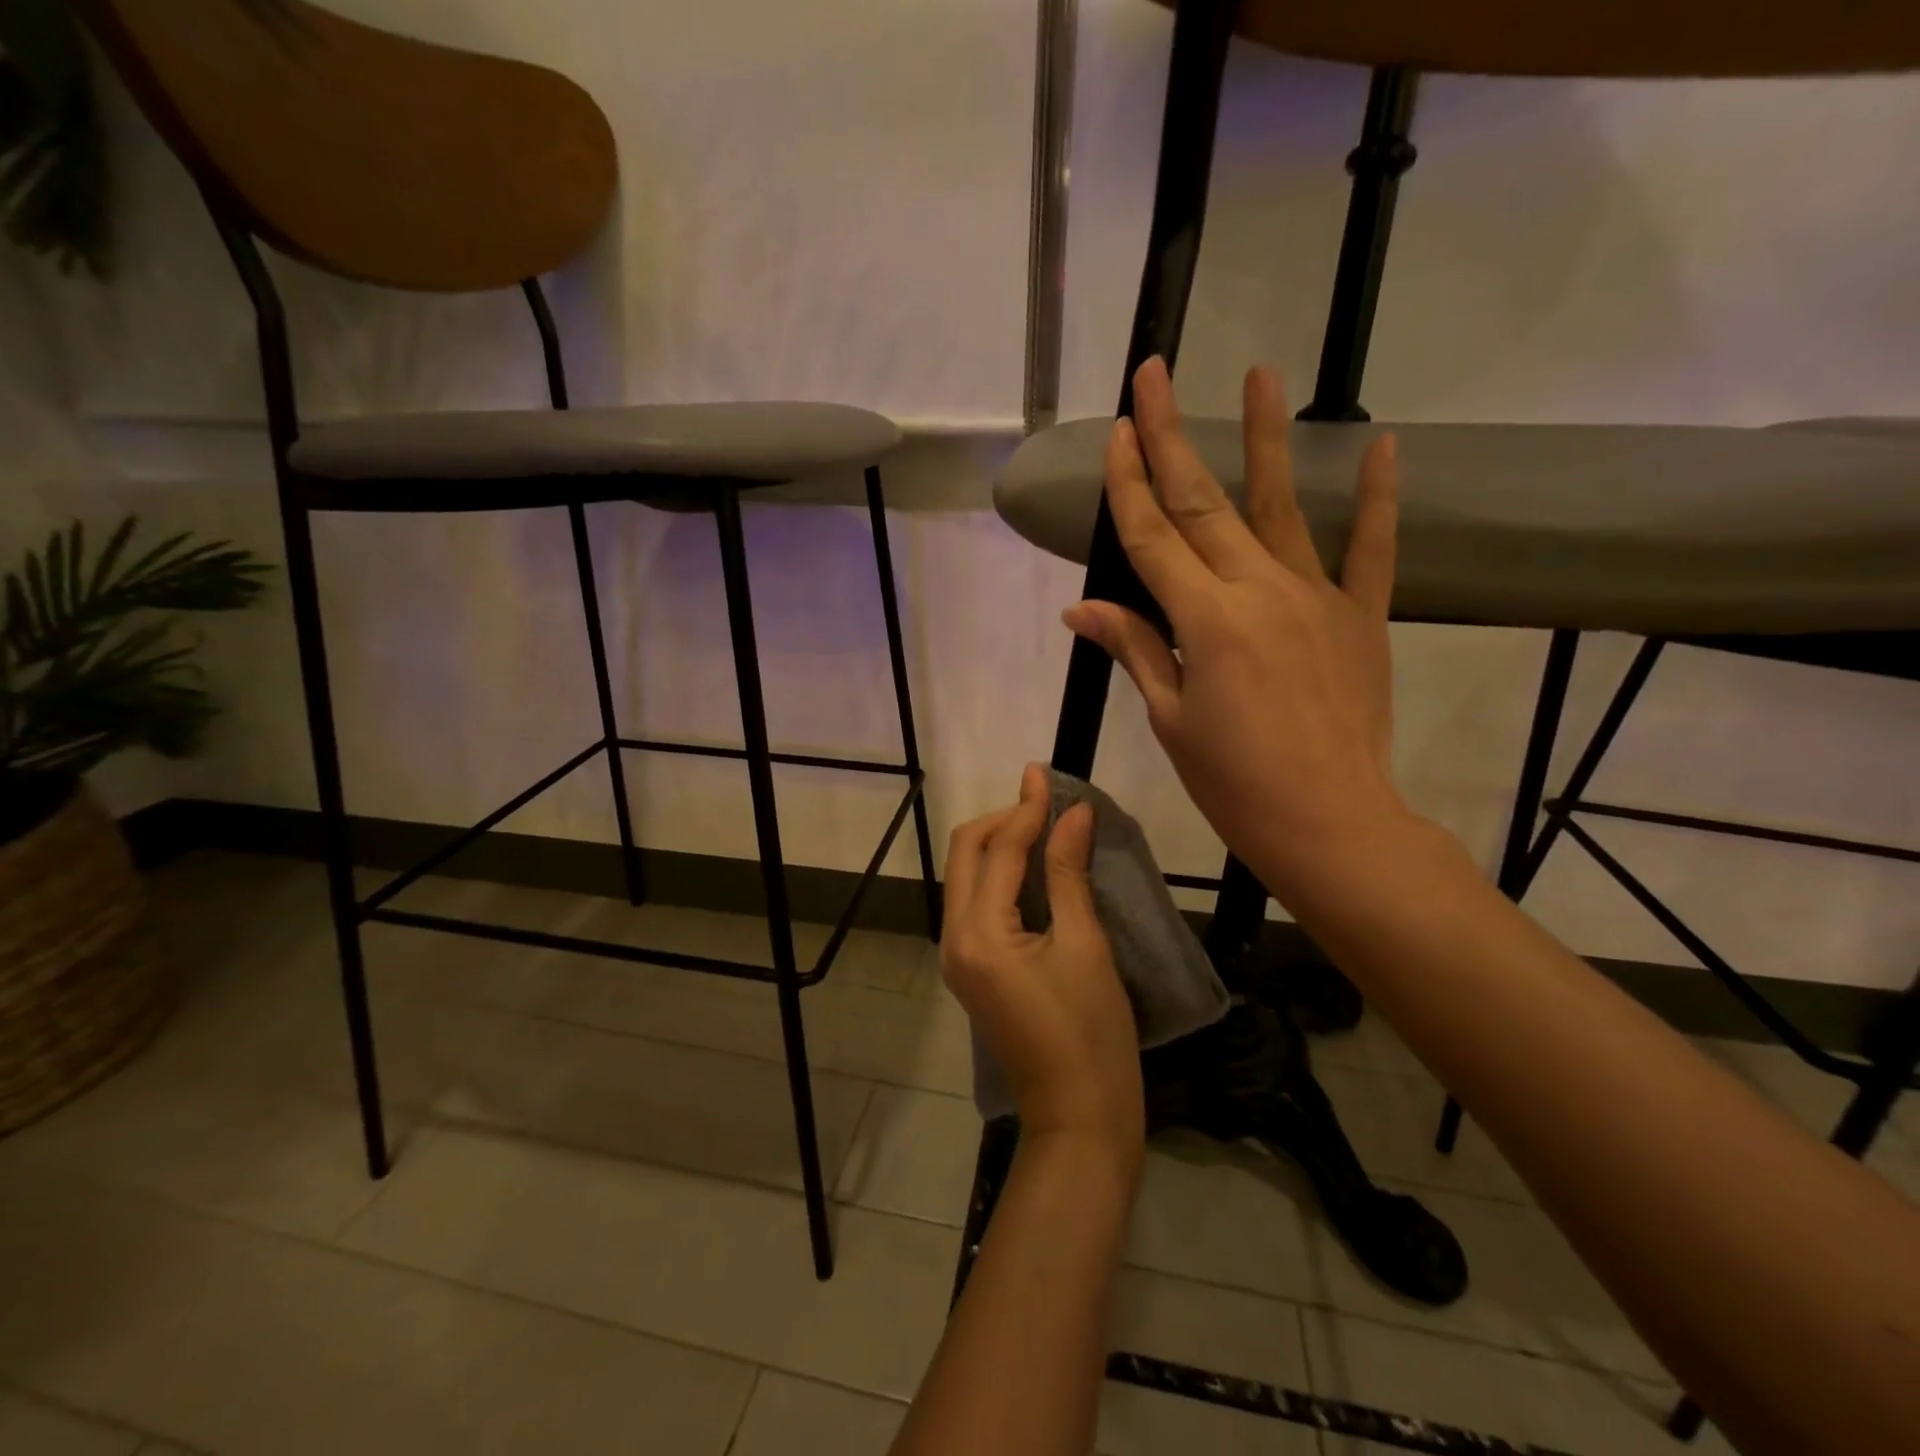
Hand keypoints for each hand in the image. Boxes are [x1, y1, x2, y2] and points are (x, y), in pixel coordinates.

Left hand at [941, 764, 1143, 1164]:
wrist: (1079, 1115)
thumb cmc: (1092, 1032)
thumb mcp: (1084, 945)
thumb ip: (1069, 872)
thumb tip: (1074, 813)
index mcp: (978, 933)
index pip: (997, 850)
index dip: (1025, 808)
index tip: (1045, 774)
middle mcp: (954, 938)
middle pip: (965, 854)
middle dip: (1002, 821)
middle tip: (1047, 803)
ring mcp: (957, 956)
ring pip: (966, 876)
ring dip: (999, 844)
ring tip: (1044, 826)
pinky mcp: (971, 968)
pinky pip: (976, 902)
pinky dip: (1000, 875)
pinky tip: (1034, 867)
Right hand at [1063, 356, 1408, 904]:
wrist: (1330, 822)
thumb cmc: (1234, 781)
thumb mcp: (1171, 718)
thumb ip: (1135, 649)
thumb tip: (1081, 609)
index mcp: (1205, 621)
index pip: (1153, 537)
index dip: (1128, 483)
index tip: (1114, 431)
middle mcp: (1258, 591)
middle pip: (1203, 503)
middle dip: (1171, 436)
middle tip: (1155, 375)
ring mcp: (1316, 597)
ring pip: (1283, 506)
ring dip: (1268, 438)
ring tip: (1263, 373)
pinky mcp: (1361, 616)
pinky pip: (1372, 549)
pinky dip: (1378, 498)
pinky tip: (1383, 445)